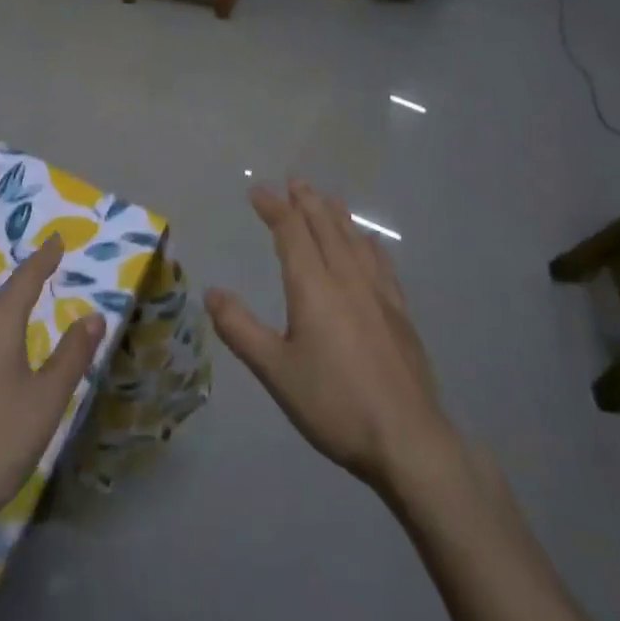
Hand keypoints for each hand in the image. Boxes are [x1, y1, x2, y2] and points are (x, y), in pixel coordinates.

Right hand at [206, 182, 448, 495]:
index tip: (257, 191)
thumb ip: (241, 329)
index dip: (274, 207)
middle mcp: (347, 279)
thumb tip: (211, 292)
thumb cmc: (334, 404)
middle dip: (307, 201)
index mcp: (313, 287)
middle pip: (326, 226)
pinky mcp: (400, 314)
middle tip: (294, 180)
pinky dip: (368, 243)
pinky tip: (369, 243)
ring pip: (354, 240)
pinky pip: (381, 263)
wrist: (408, 439)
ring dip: (337, 215)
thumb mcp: (276, 371)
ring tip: (327, 198)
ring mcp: (378, 294)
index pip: (291, 232)